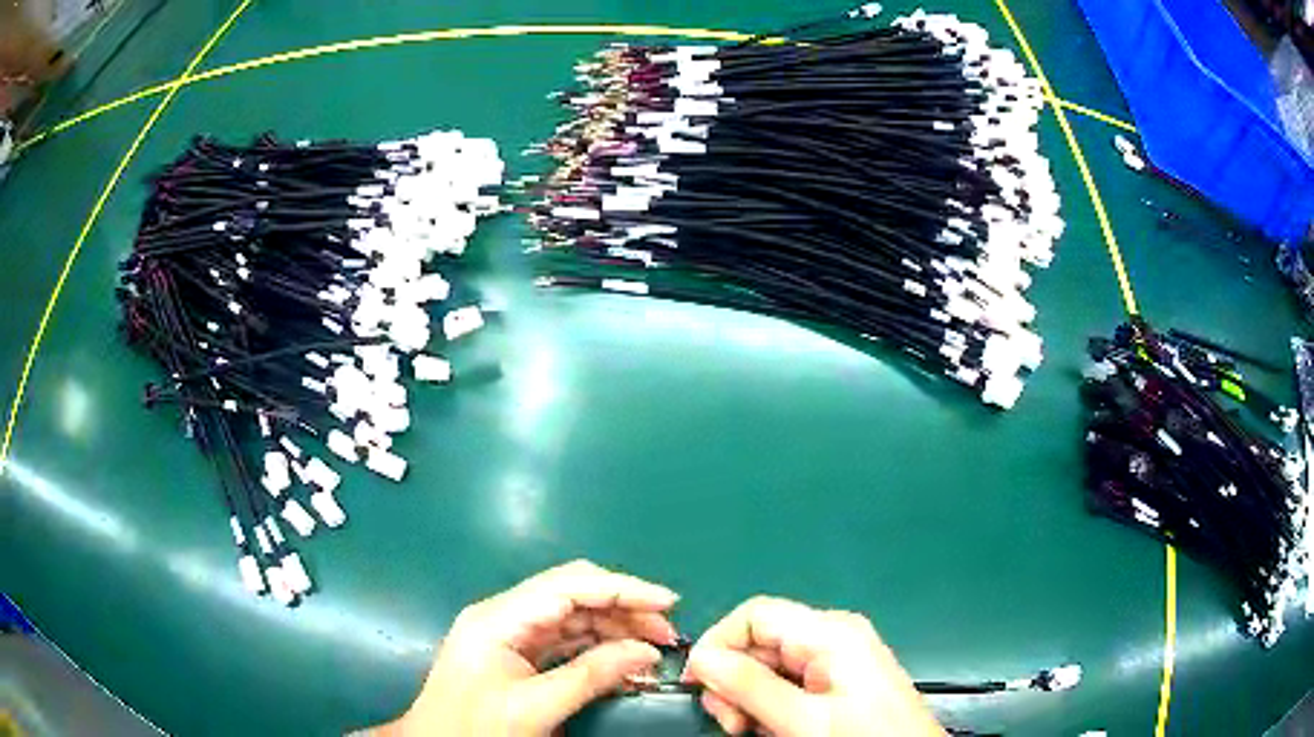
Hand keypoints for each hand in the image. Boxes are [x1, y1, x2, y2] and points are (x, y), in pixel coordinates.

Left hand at [379, 560, 678, 735]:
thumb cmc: (476, 728)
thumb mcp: (535, 707)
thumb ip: (591, 676)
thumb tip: (647, 651)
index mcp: (499, 618)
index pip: (568, 586)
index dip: (621, 589)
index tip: (667, 603)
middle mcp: (505, 616)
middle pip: (573, 596)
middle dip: (624, 609)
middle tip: (668, 634)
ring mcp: (510, 635)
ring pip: (574, 618)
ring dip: (616, 630)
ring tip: (655, 650)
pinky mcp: (517, 655)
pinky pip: (566, 642)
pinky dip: (599, 649)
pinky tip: (626, 662)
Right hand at [684, 597, 944, 735]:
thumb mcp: (804, 719)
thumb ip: (751, 686)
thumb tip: (701, 657)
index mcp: (830, 632)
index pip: (755, 615)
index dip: (718, 644)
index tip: (698, 686)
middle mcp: (832, 637)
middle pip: (758, 642)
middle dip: (733, 681)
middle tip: (733, 724)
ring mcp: (836, 660)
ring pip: (767, 667)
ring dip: (748, 699)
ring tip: (752, 731)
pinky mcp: (837, 682)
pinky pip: (787, 684)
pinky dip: (769, 706)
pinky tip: (773, 729)